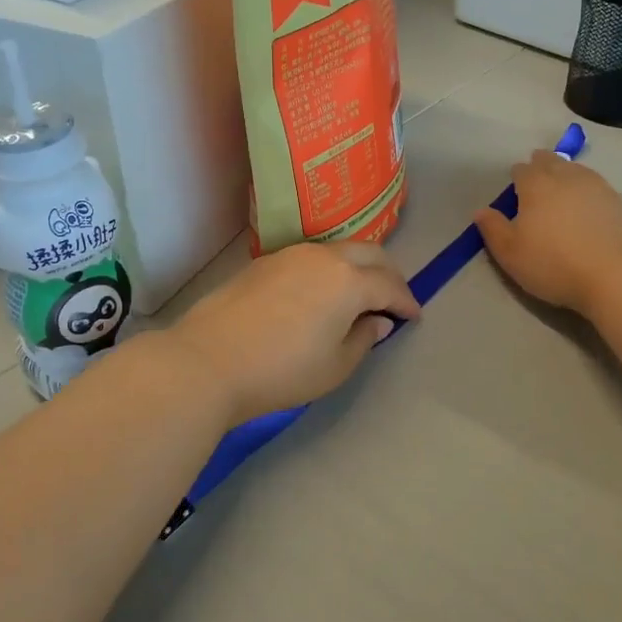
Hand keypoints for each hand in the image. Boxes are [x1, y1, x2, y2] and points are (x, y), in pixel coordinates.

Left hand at [168, 241, 420, 425]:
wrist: (208, 360)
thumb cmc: (281, 371)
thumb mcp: (334, 367)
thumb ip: (363, 339)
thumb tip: (376, 321)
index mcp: (348, 281)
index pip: (389, 285)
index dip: (406, 302)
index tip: (413, 317)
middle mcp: (323, 257)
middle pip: (369, 254)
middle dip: (388, 274)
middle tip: (393, 298)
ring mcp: (291, 255)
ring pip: (338, 250)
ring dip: (357, 267)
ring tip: (359, 294)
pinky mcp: (264, 262)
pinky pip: (311, 257)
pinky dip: (329, 270)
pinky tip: (321, 292)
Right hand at [475, 152, 621, 316]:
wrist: (618, 274)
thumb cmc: (554, 264)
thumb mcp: (511, 253)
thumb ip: (493, 229)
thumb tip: (481, 211)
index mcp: (536, 185)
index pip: (522, 170)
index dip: (516, 176)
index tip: (515, 188)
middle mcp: (567, 177)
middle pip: (551, 162)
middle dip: (541, 165)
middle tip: (537, 177)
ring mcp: (598, 187)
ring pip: (577, 170)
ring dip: (566, 174)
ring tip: (562, 186)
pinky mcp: (621, 202)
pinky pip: (598, 186)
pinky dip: (588, 190)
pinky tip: (589, 203)